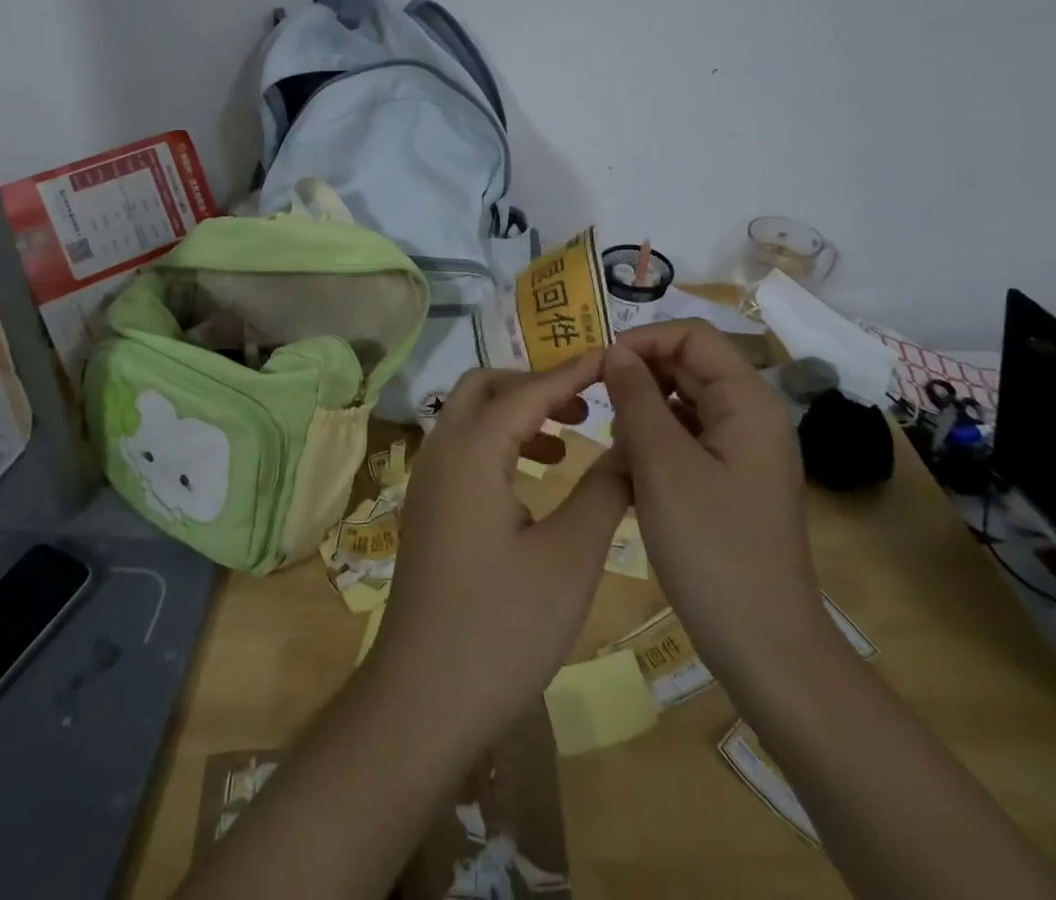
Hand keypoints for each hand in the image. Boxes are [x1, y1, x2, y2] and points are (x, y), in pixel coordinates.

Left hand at [370, 355, 630, 738]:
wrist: (424, 697)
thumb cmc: (502, 626)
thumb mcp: (569, 558)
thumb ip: (603, 491)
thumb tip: (631, 446)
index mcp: (472, 452)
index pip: (527, 390)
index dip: (573, 372)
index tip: (614, 359)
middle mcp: (441, 452)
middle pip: (485, 387)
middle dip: (536, 384)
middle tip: (586, 404)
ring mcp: (427, 480)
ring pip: (469, 416)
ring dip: (516, 412)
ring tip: (567, 439)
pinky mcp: (428, 508)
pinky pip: (463, 448)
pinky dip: (499, 442)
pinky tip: (534, 479)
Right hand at [604, 322, 823, 678]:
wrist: (765, 647)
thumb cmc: (711, 547)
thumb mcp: (661, 463)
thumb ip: (635, 397)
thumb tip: (615, 352)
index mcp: (748, 401)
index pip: (691, 336)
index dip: (643, 340)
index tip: (598, 366)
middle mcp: (751, 416)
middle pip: (688, 367)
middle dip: (639, 379)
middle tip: (596, 410)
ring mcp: (743, 450)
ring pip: (682, 404)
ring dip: (643, 415)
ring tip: (617, 451)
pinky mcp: (731, 480)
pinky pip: (687, 439)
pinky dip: (655, 445)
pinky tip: (633, 477)